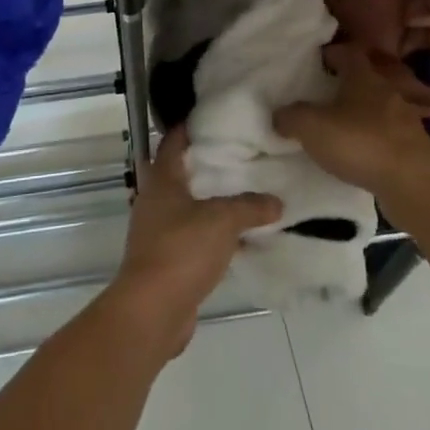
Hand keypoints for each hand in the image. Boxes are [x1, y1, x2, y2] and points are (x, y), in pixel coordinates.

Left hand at [109, 125, 281, 358]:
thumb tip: (277, 201)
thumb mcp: (222, 220)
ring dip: (211, 202)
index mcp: (161, 181)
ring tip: (245, 193)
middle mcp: (155, 201)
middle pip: (181, 174)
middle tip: (239, 155)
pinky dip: (212, 234)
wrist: (152, 311)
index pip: (172, 142)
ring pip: (188, 208)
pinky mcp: (167, 261)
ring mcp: (158, 233)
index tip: (212, 118)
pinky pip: (193, 238)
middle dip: (206, 165)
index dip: (189, 127)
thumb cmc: (181, 250)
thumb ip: (250, 206)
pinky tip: (239, 238)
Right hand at [274, 43, 429, 201]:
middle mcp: (387, 91)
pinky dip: (372, 140)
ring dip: (359, 115)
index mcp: (364, 76)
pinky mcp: (412, 148)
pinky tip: (358, 154)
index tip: (315, 61)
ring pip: (377, 108)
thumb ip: (291, 117)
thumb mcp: (312, 127)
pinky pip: (386, 136)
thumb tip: (279, 115)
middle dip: (344, 85)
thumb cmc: (360, 142)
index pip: (348, 52)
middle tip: (321, 95)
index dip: (331, 53)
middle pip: (364, 79)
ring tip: (338, 128)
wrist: (414, 183)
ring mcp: (404, 120)